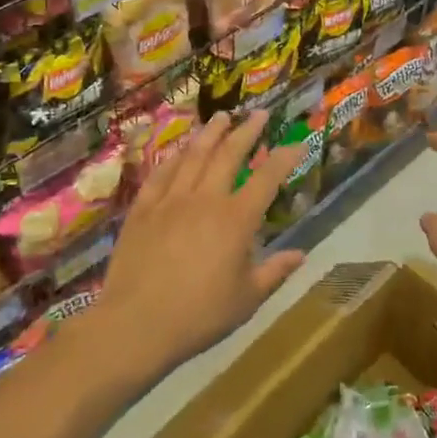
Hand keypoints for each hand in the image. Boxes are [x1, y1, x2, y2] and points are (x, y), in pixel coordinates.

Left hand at [98, 110, 304, 372]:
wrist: (135, 324)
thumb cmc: (199, 315)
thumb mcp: (246, 299)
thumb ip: (274, 271)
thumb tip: (301, 254)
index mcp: (236, 219)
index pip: (267, 179)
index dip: (284, 158)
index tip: (297, 143)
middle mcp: (205, 199)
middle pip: (229, 154)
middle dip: (247, 131)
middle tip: (259, 113)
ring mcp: (171, 200)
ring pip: (194, 156)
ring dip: (210, 134)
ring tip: (221, 117)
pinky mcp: (143, 209)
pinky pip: (161, 175)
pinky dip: (174, 159)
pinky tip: (179, 152)